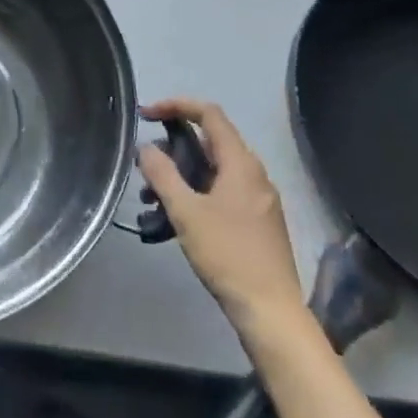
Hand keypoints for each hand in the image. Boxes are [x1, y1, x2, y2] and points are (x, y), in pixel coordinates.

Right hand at [138, 99, 306, 338]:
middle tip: (146, 164)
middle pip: (210, 140)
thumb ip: (162, 174)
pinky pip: (223, 190)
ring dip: (182, 174)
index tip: (146, 115)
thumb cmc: (228, 255)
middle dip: (173, 147)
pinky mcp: (258, 221)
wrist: (271, 312)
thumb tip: (146, 147)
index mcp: (241, 163)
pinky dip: (197, 191)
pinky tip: (177, 217)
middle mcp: (254, 173)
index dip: (175, 105)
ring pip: (214, 169)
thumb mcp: (186, 212)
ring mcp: (259, 198)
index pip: (208, 113)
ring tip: (153, 197)